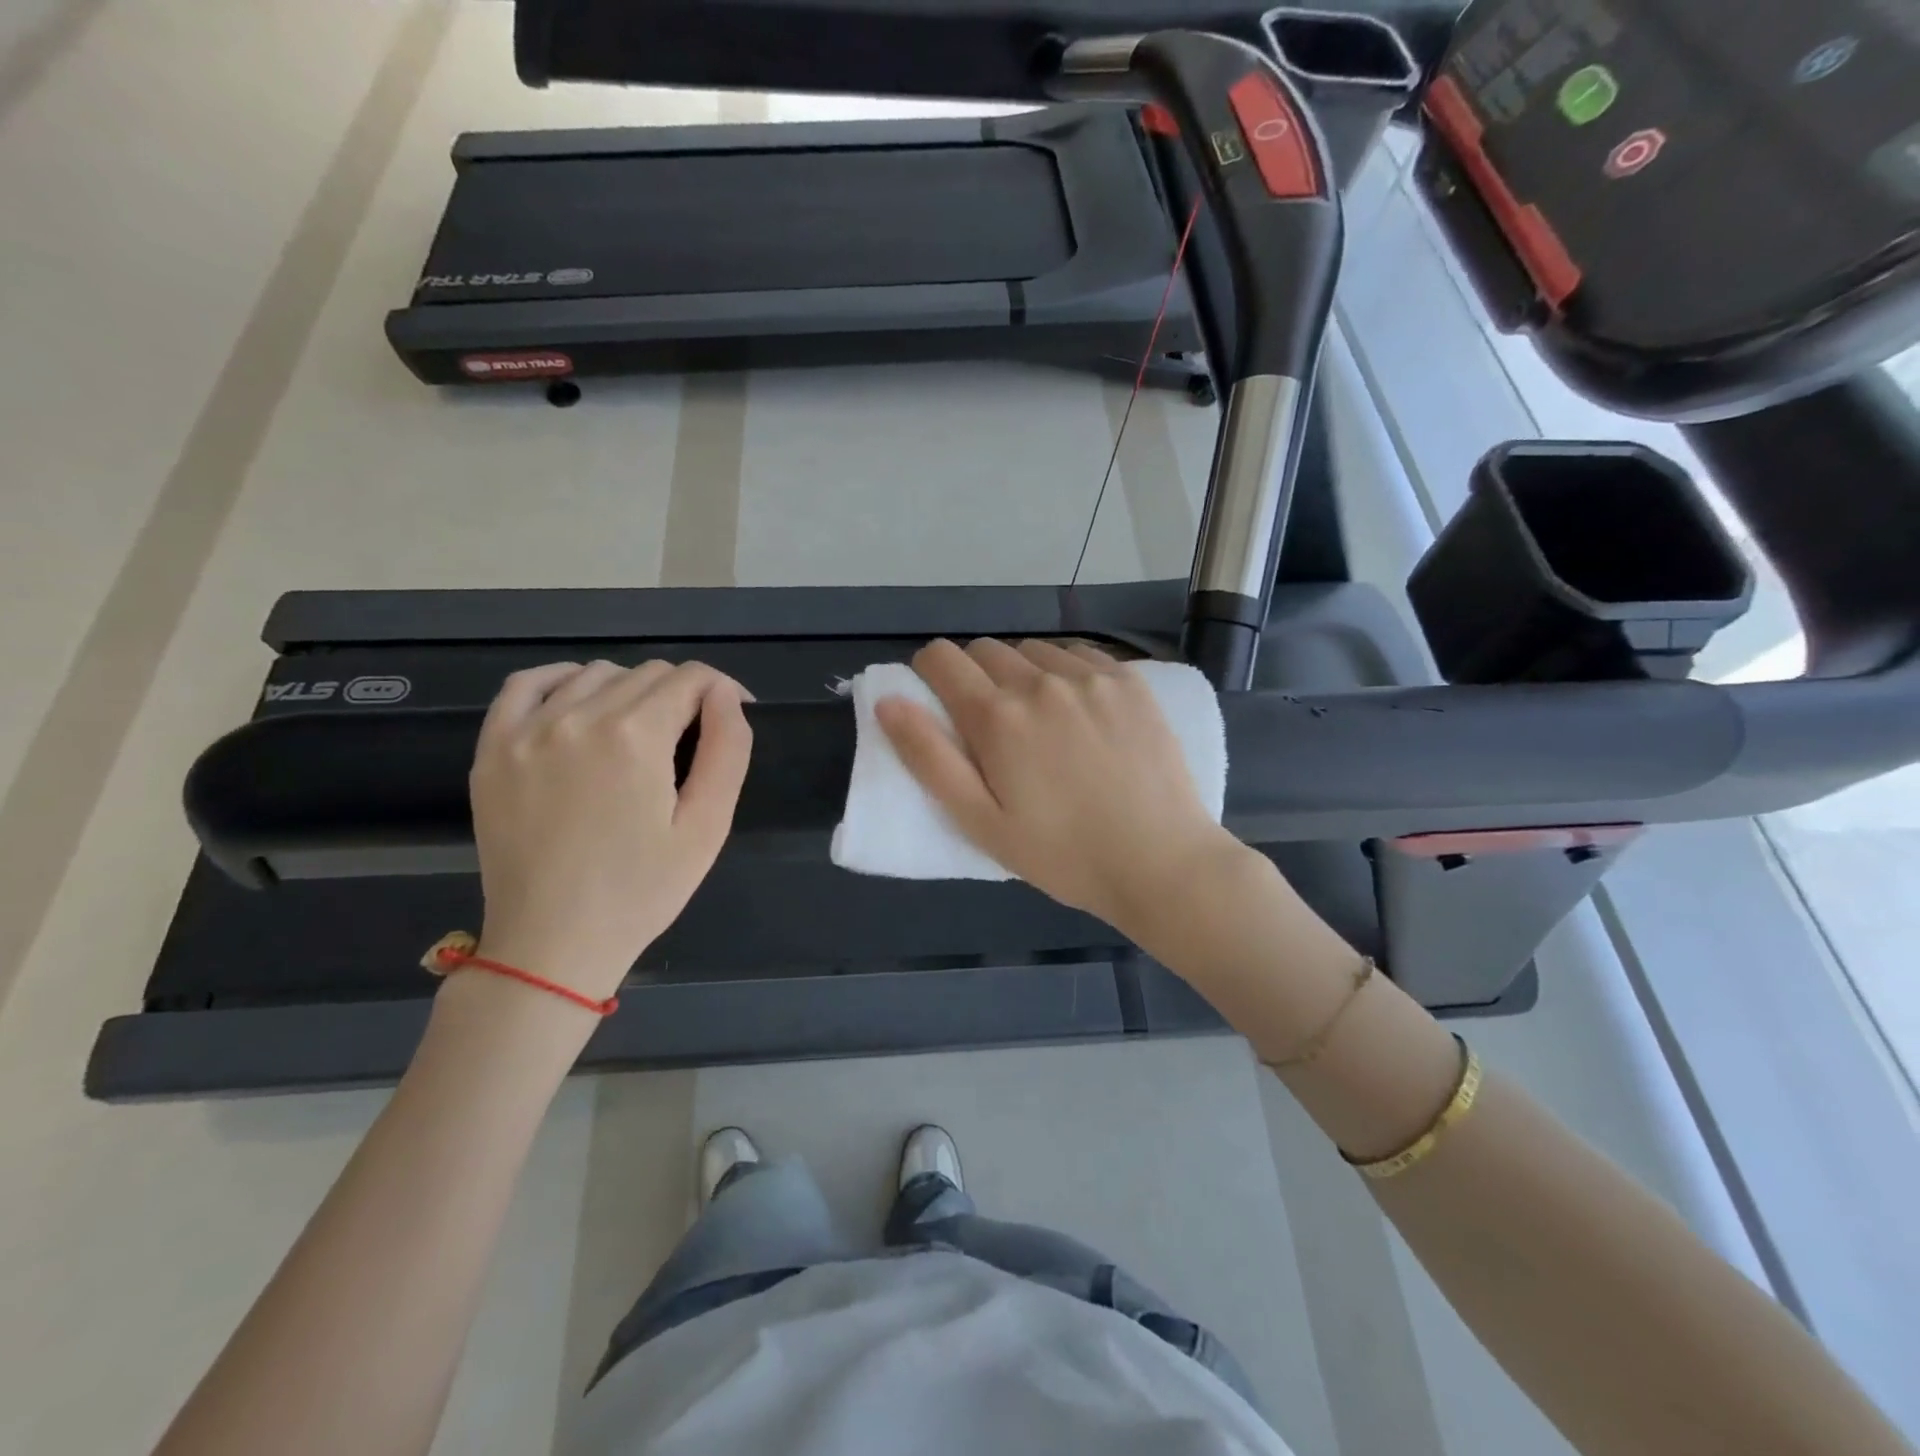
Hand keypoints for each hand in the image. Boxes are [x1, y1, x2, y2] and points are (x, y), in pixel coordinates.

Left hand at [467, 660, 751, 1001]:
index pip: (691, 678)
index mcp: (636, 736)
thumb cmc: (642, 890)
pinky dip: (563, 681)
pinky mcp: (493, 748)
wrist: (552, 943)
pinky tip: (581, 705)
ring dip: (630, 690)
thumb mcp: (708, 827)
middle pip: (648, 673)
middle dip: (682, 695)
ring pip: (596, 674)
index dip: (722, 691)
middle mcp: (579, 717)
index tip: (732, 716)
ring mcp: (527, 730)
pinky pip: (527, 684)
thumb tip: (725, 696)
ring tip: (640, 734)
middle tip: (690, 741)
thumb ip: (728, 750)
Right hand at [876, 639, 1243, 936]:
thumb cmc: (1062, 854)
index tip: (937, 701)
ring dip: (1020, 672)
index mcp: (997, 717)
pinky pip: (1078, 654)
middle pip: (985, 650)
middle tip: (990, 725)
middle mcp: (1040, 681)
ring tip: (1038, 719)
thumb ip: (929, 758)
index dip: (928, 673)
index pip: (942, 659)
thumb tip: (888, 701)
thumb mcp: (981, 822)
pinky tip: (1078, 709)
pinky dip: (1064, 670)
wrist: (1160, 862)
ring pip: (1032, 650)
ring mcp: (1090, 677)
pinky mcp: (1129, 681)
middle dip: (973, 676)